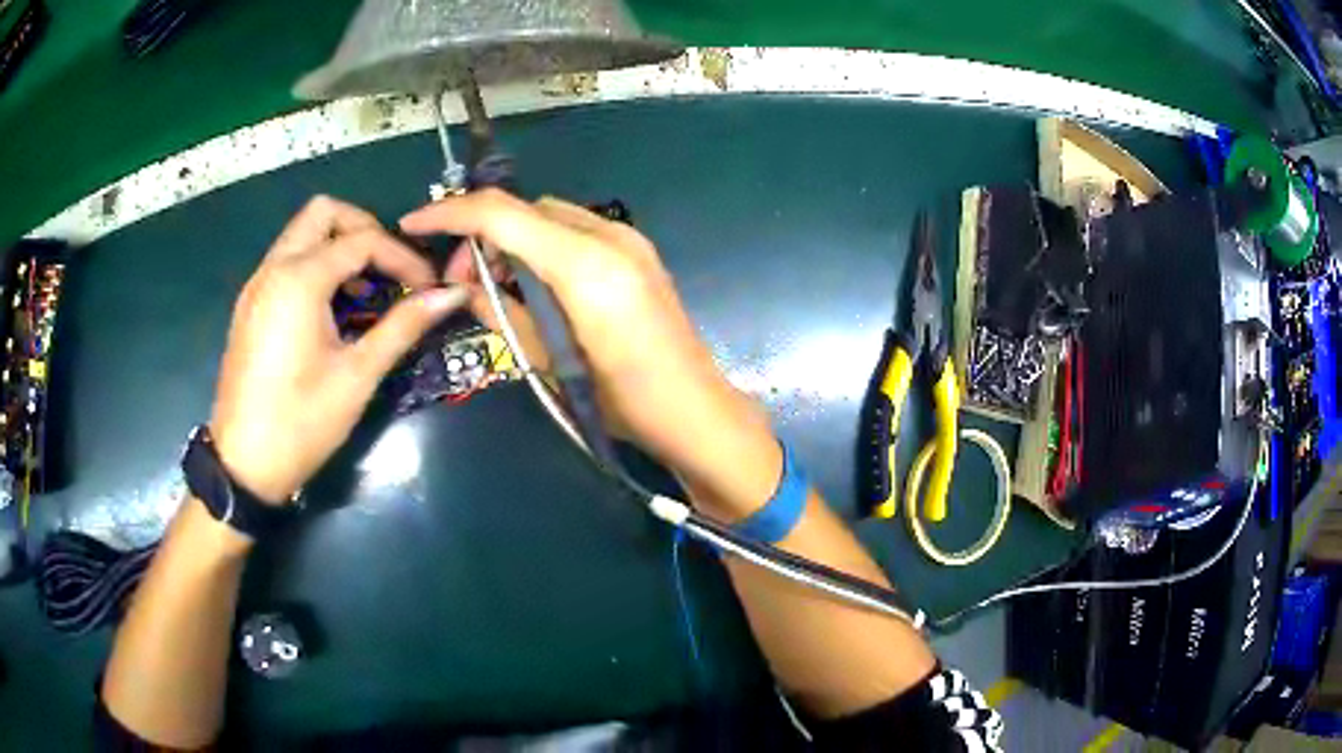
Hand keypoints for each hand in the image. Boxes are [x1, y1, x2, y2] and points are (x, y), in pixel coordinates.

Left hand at [211, 196, 467, 503]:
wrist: (243, 465)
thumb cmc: (301, 423)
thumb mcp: (357, 375)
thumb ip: (403, 326)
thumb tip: (450, 295)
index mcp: (299, 279)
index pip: (362, 240)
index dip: (402, 257)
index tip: (428, 286)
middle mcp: (273, 268)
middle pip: (323, 213)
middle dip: (363, 229)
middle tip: (389, 267)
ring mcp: (257, 285)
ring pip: (301, 234)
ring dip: (338, 246)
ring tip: (364, 290)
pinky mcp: (250, 305)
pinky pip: (286, 261)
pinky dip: (315, 266)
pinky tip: (332, 309)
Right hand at [400, 190, 780, 518]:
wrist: (695, 412)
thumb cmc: (622, 403)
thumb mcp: (549, 362)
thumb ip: (502, 313)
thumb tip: (464, 286)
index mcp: (586, 264)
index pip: (503, 214)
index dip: (450, 215)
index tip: (412, 224)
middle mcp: (609, 236)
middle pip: (525, 210)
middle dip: (480, 234)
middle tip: (458, 281)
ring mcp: (629, 239)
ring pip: (548, 217)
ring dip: (511, 240)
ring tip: (492, 287)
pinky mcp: (637, 252)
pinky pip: (573, 232)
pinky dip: (541, 247)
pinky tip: (531, 284)